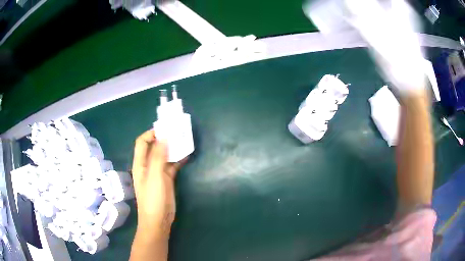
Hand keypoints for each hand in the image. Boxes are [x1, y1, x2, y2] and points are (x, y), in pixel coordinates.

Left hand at [132, 130, 185, 238]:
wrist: (158, 220)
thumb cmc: (153, 198)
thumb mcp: (155, 176)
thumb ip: (158, 156)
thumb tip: (164, 136)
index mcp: (140, 163)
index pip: (142, 142)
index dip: (151, 133)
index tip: (165, 129)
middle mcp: (148, 165)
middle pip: (154, 147)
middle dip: (164, 139)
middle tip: (178, 132)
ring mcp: (157, 173)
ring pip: (164, 155)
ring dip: (172, 148)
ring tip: (184, 140)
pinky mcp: (166, 179)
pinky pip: (172, 165)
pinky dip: (178, 159)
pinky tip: (187, 155)